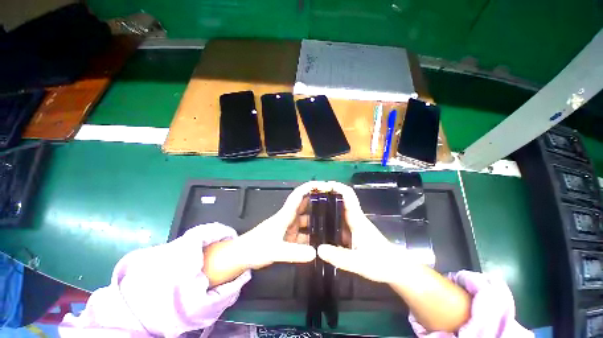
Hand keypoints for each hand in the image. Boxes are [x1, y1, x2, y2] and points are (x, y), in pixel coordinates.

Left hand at [203, 181, 332, 286]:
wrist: (242, 256)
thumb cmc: (255, 248)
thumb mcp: (275, 250)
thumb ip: (294, 253)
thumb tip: (316, 253)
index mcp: (286, 214)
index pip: (299, 195)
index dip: (311, 187)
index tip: (325, 185)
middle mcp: (290, 217)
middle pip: (306, 205)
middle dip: (319, 201)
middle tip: (336, 204)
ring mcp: (290, 227)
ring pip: (307, 219)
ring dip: (318, 219)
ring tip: (334, 221)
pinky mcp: (290, 237)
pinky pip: (305, 233)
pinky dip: (313, 234)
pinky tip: (323, 240)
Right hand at [315, 181, 403, 283]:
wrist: (395, 269)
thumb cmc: (382, 263)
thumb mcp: (360, 262)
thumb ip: (340, 257)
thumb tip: (318, 249)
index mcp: (357, 218)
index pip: (347, 195)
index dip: (336, 187)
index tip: (321, 186)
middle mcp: (353, 217)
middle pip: (339, 199)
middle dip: (325, 194)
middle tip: (308, 196)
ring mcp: (352, 224)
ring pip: (337, 209)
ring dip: (324, 205)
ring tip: (308, 207)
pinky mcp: (351, 232)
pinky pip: (336, 220)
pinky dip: (327, 218)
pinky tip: (317, 224)